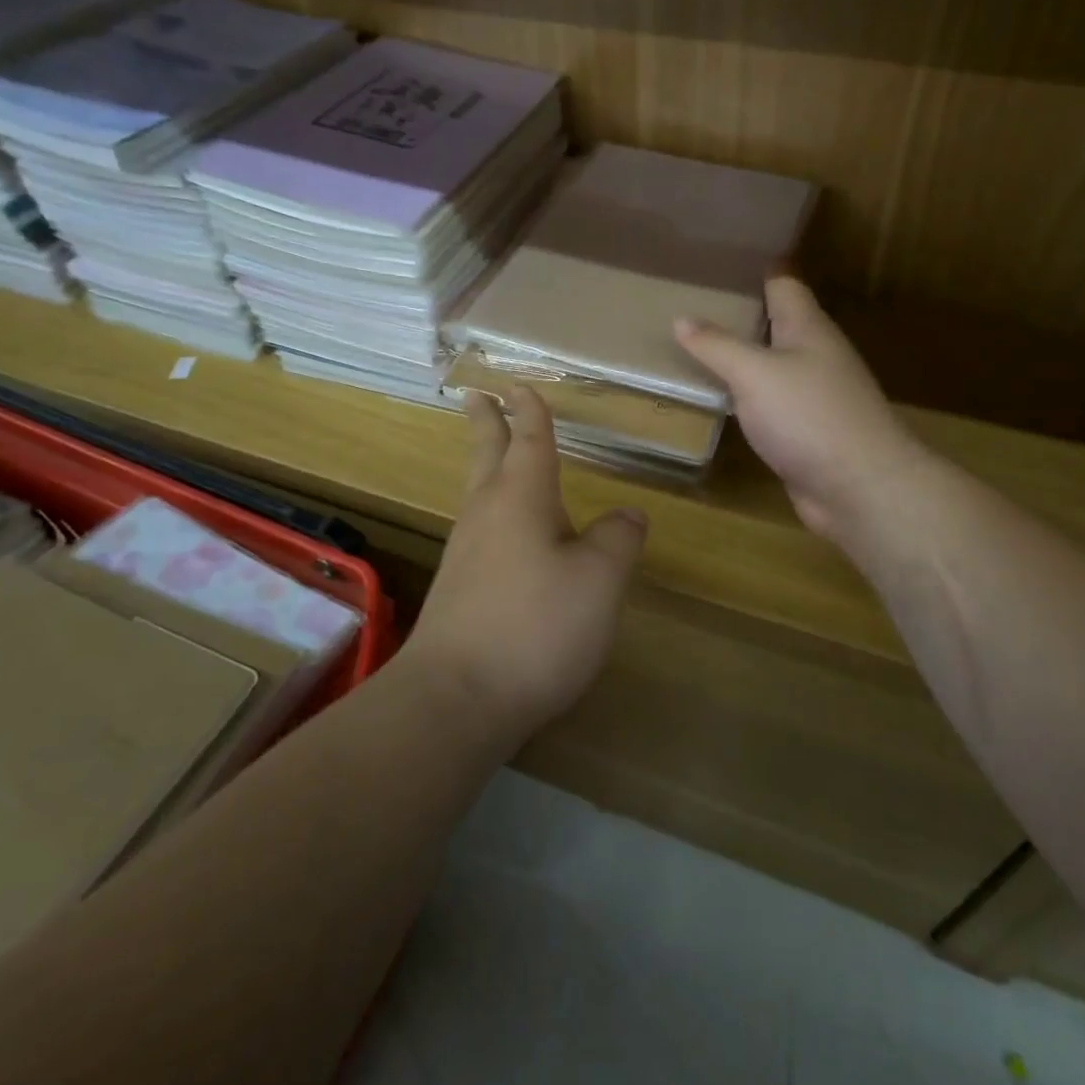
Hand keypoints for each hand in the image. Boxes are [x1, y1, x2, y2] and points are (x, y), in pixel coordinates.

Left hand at [402, 386, 647, 746]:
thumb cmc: (535, 627)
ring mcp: (466, 553)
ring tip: (497, 456)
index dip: (530, 410)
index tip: (520, 385)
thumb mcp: (598, 581)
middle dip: (486, 422)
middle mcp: (487, 515)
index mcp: (521, 498)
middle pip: (486, 455)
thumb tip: (628, 513)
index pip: (528, 439)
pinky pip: (481, 530)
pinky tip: (510, 534)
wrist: (456, 699)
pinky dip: (493, 510)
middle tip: (476, 394)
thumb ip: (617, 540)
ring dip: (487, 464)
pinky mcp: (460, 590)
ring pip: (479, 492)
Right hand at [675, 276, 920, 543]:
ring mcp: (814, 395)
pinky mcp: (807, 431)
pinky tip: (719, 399)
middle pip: (777, 324)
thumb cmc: (809, 416)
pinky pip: (770, 403)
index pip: (783, 283)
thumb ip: (717, 345)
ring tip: (693, 348)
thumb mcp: (754, 373)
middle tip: (689, 304)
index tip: (718, 261)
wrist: (860, 487)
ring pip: (772, 365)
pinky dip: (745, 396)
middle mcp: (814, 355)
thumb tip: (681, 318)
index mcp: (808, 328)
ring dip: (740, 358)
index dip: (755, 269)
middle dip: (739, 314)